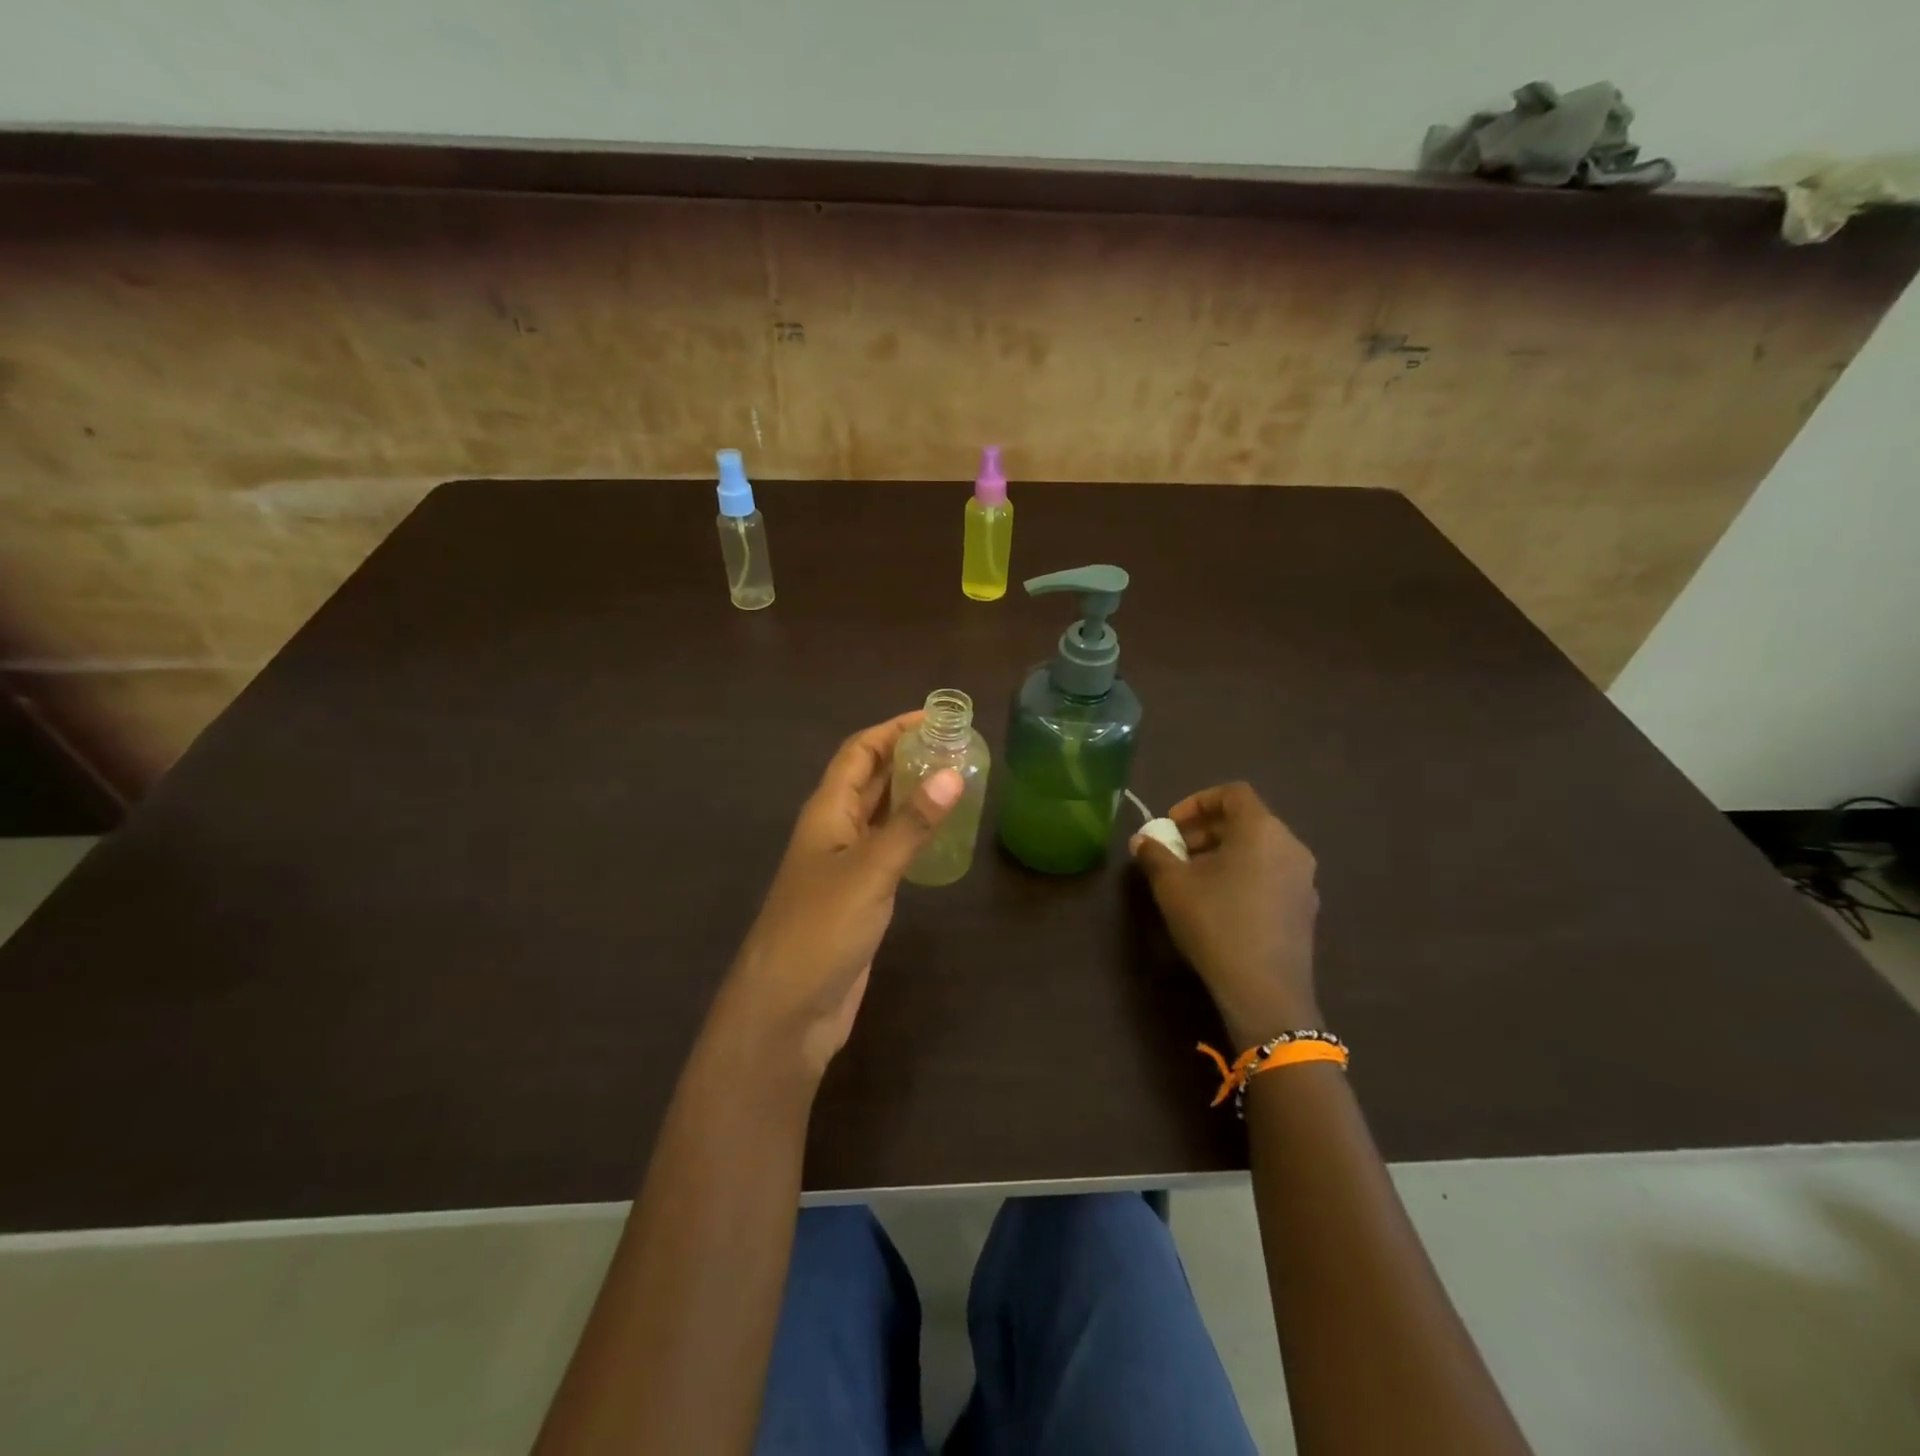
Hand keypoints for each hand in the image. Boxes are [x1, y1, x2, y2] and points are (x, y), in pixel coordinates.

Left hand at [716, 713, 962, 1078]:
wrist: (788, 1008)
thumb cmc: (821, 929)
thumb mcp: (870, 870)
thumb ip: (912, 823)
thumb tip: (954, 773)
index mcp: (828, 812)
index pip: (859, 753)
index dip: (892, 730)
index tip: (935, 717)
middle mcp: (835, 830)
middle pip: (870, 778)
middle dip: (907, 757)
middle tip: (957, 745)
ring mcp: (846, 865)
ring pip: (881, 814)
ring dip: (911, 793)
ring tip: (957, 779)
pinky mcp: (860, 896)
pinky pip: (889, 849)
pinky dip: (913, 833)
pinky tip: (940, 834)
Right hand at [1130, 782, 1320, 1044]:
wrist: (1264, 990)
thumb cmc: (1215, 922)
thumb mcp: (1172, 885)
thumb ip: (1154, 854)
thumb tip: (1142, 840)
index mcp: (1261, 829)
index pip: (1232, 794)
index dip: (1197, 802)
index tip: (1171, 824)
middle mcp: (1290, 846)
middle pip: (1246, 821)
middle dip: (1205, 830)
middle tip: (1175, 851)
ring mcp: (1303, 879)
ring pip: (1258, 849)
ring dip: (1223, 853)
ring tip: (1192, 879)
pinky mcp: (1304, 908)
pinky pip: (1270, 874)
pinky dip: (1243, 875)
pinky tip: (1219, 904)